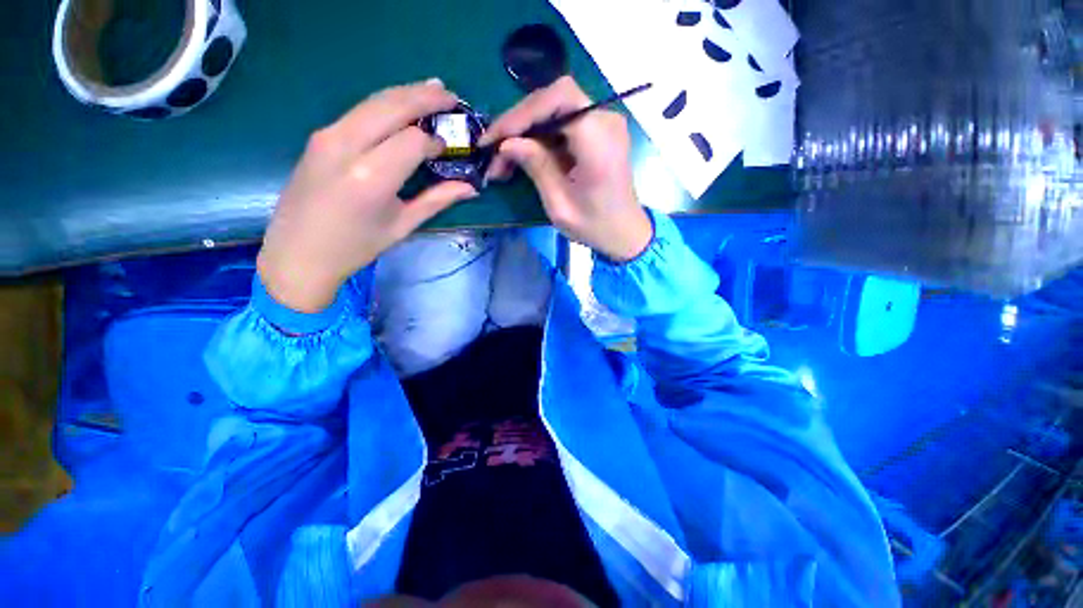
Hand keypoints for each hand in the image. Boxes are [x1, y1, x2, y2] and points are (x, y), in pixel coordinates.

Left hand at [257, 79, 478, 312]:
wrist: (298, 252)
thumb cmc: (356, 246)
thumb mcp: (402, 225)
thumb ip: (437, 200)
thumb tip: (470, 187)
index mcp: (371, 177)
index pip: (413, 140)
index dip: (435, 140)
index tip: (448, 149)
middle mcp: (346, 146)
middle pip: (392, 105)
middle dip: (425, 96)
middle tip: (451, 96)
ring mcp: (327, 135)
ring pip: (374, 100)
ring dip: (406, 93)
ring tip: (432, 91)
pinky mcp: (320, 135)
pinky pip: (359, 110)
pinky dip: (385, 103)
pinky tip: (401, 106)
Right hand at [480, 76, 651, 261]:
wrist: (625, 233)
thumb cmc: (595, 226)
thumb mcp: (560, 205)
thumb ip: (536, 167)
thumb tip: (507, 144)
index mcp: (599, 140)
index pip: (558, 98)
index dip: (522, 113)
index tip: (495, 139)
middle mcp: (605, 121)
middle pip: (554, 100)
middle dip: (519, 123)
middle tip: (493, 150)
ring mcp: (603, 124)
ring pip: (554, 111)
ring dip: (526, 131)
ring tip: (502, 159)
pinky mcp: (597, 133)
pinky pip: (562, 124)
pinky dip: (539, 137)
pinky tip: (523, 155)